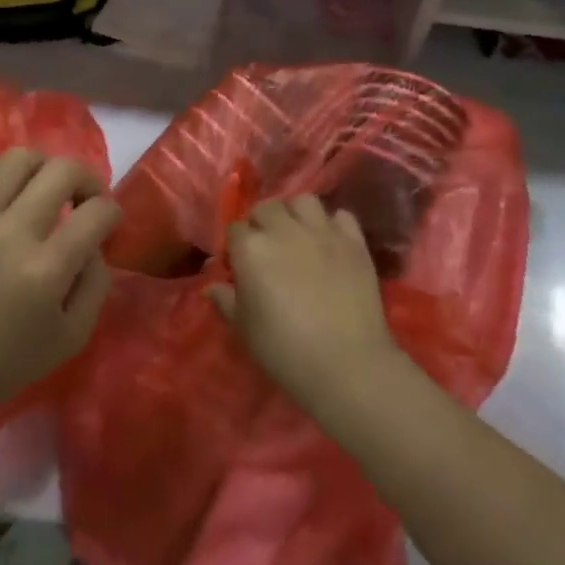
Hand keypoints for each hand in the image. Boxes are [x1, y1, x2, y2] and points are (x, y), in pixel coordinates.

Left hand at [0, 150, 118, 446]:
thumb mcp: (69, 340)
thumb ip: (95, 286)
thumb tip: (95, 245)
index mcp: (45, 270)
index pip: (97, 212)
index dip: (113, 213)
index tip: (109, 224)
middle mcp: (12, 233)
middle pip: (63, 170)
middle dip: (88, 179)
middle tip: (85, 202)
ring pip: (20, 157)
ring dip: (45, 168)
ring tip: (46, 192)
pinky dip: (4, 172)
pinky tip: (10, 195)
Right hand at [208, 195, 404, 417]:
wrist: (345, 363)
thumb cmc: (284, 350)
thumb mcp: (244, 329)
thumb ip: (226, 301)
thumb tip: (211, 287)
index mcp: (251, 248)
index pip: (235, 229)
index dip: (235, 246)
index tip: (239, 266)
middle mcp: (285, 229)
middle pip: (267, 208)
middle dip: (262, 223)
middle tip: (267, 249)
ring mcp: (322, 231)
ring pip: (303, 202)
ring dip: (295, 213)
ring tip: (298, 235)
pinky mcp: (353, 241)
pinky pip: (341, 216)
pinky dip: (333, 224)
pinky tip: (330, 242)